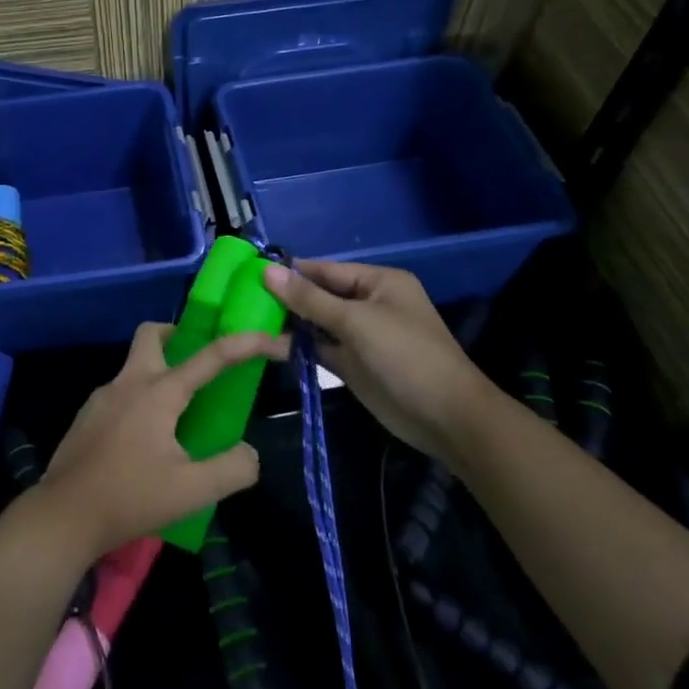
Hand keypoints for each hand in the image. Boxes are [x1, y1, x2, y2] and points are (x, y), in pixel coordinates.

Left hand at [35, 322, 288, 560]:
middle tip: (201, 362)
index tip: (276, 342)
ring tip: (179, 416)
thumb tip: (249, 452)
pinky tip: (146, 442)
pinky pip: (121, 394)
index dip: (248, 344)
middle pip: (153, 335)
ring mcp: (102, 398)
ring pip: (135, 366)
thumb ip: (232, 469)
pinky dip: (140, 401)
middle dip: (179, 335)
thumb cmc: (130, 497)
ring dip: (160, 374)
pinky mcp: (87, 417)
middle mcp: (128, 382)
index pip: (211, 356)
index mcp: (158, 391)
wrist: (62, 516)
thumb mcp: (193, 491)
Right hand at [264, 260, 489, 459]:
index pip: (326, 270)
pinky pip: (322, 348)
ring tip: (249, 319)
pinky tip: (270, 344)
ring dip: (290, 323)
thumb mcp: (356, 321)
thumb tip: (267, 271)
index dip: (291, 271)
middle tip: (243, 298)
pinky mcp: (355, 365)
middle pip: (320, 295)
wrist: (446, 418)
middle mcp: (369, 304)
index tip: (251, 271)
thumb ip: (310, 299)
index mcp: (378, 282)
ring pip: (318, 323)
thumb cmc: (405, 356)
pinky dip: (300, 347)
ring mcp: (362, 336)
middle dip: (287, 298)